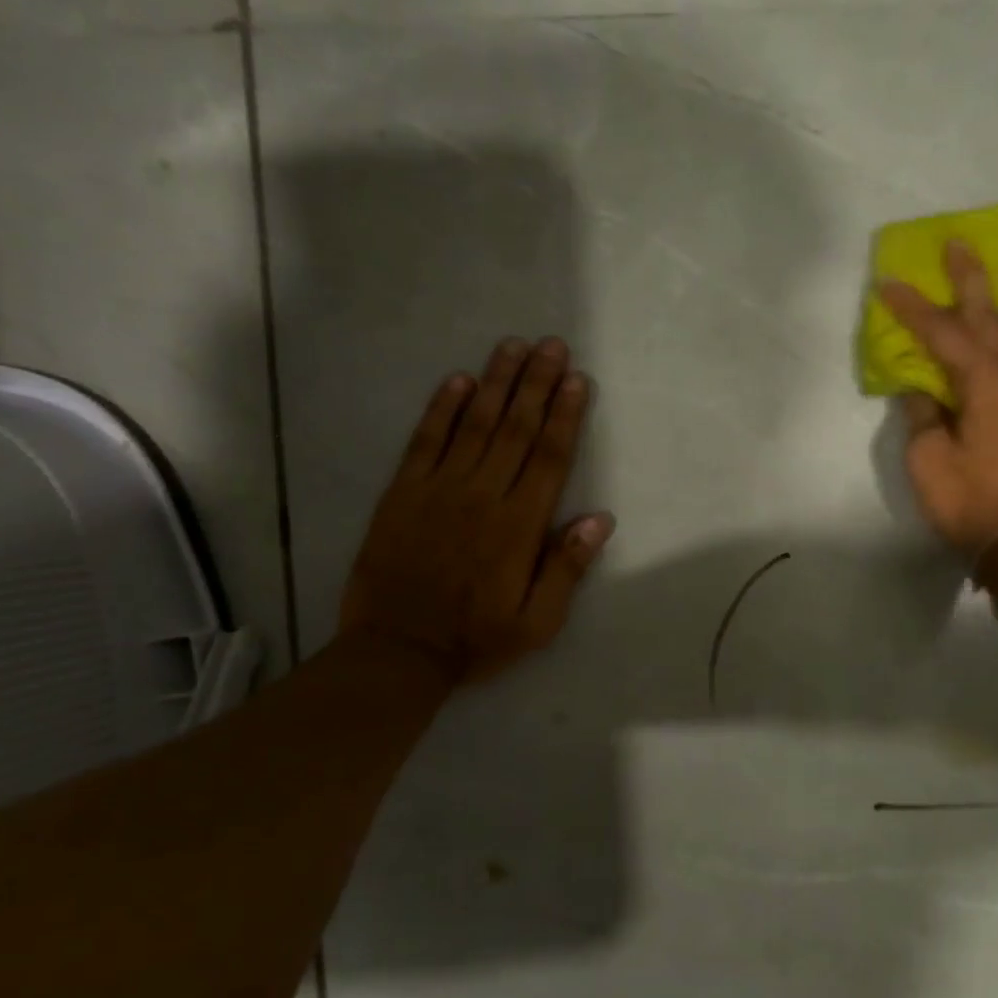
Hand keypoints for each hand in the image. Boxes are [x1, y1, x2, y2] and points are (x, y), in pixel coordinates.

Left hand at [337, 336, 614, 683]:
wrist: (397, 652)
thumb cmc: (476, 639)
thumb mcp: (538, 621)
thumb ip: (567, 568)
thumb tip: (600, 518)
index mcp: (519, 526)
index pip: (548, 457)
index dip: (564, 415)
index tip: (576, 379)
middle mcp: (482, 495)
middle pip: (515, 428)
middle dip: (536, 383)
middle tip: (550, 344)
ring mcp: (439, 489)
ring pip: (474, 425)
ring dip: (495, 382)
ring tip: (512, 347)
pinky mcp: (402, 493)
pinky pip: (425, 441)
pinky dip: (441, 409)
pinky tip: (457, 381)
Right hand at [880, 241, 997, 553]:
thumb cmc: (974, 503)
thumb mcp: (930, 463)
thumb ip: (923, 418)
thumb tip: (920, 390)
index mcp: (985, 381)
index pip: (941, 333)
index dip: (912, 307)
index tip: (888, 284)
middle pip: (992, 314)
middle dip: (970, 277)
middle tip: (958, 243)